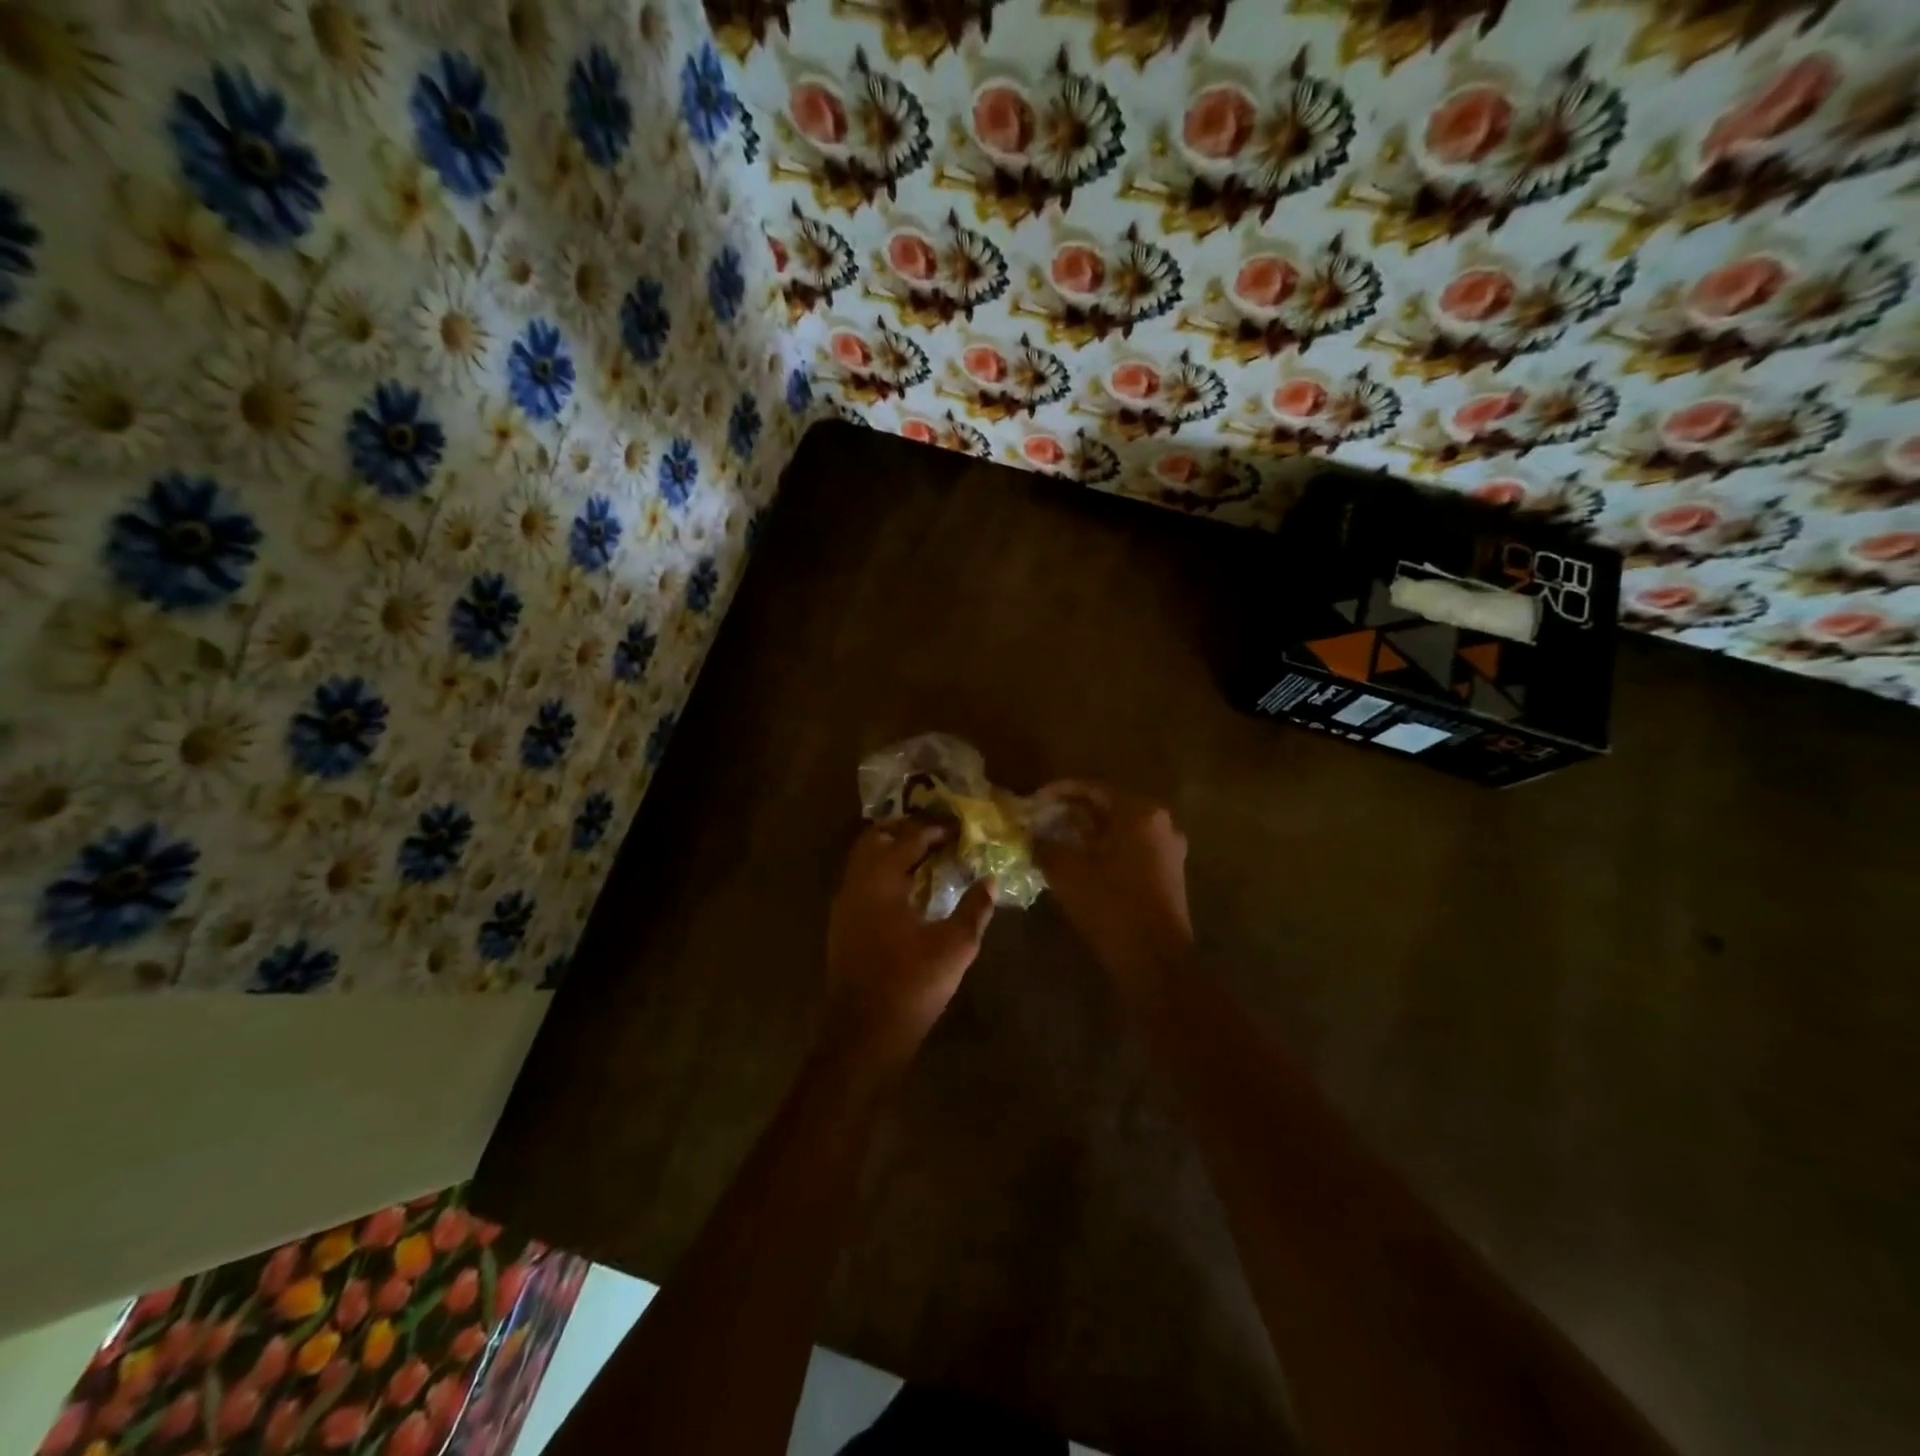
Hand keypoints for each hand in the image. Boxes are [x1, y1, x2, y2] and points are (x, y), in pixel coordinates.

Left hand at [825, 820, 995, 1063]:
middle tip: (937, 835)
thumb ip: (975, 909)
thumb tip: (991, 881)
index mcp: (880, 882)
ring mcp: (844, 906)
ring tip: (927, 858)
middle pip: (876, 840)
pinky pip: (862, 883)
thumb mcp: (955, 946)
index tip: (958, 827)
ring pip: (865, 861)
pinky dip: (884, 874)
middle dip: (905, 832)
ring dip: (892, 852)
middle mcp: (855, 885)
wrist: (864, 1035)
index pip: (907, 838)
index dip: (934, 829)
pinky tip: (909, 891)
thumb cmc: (910, 985)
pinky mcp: (842, 926)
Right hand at [1032, 781, 1191, 979]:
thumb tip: (1031, 835)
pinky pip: (1133, 847)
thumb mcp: (1067, 872)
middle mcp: (1160, 822)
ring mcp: (1169, 848)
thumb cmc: (1111, 906)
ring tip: (1058, 839)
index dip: (1059, 791)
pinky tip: (1083, 861)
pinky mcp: (1170, 872)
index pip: (1093, 788)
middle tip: (1044, 818)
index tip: (1035, 800)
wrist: (1155, 960)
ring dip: (1090, 831)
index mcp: (1139, 812)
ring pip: (1122, 828)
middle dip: (1074, 811)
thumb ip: (1045, 845)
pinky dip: (1107, 848)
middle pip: (1110, 806)